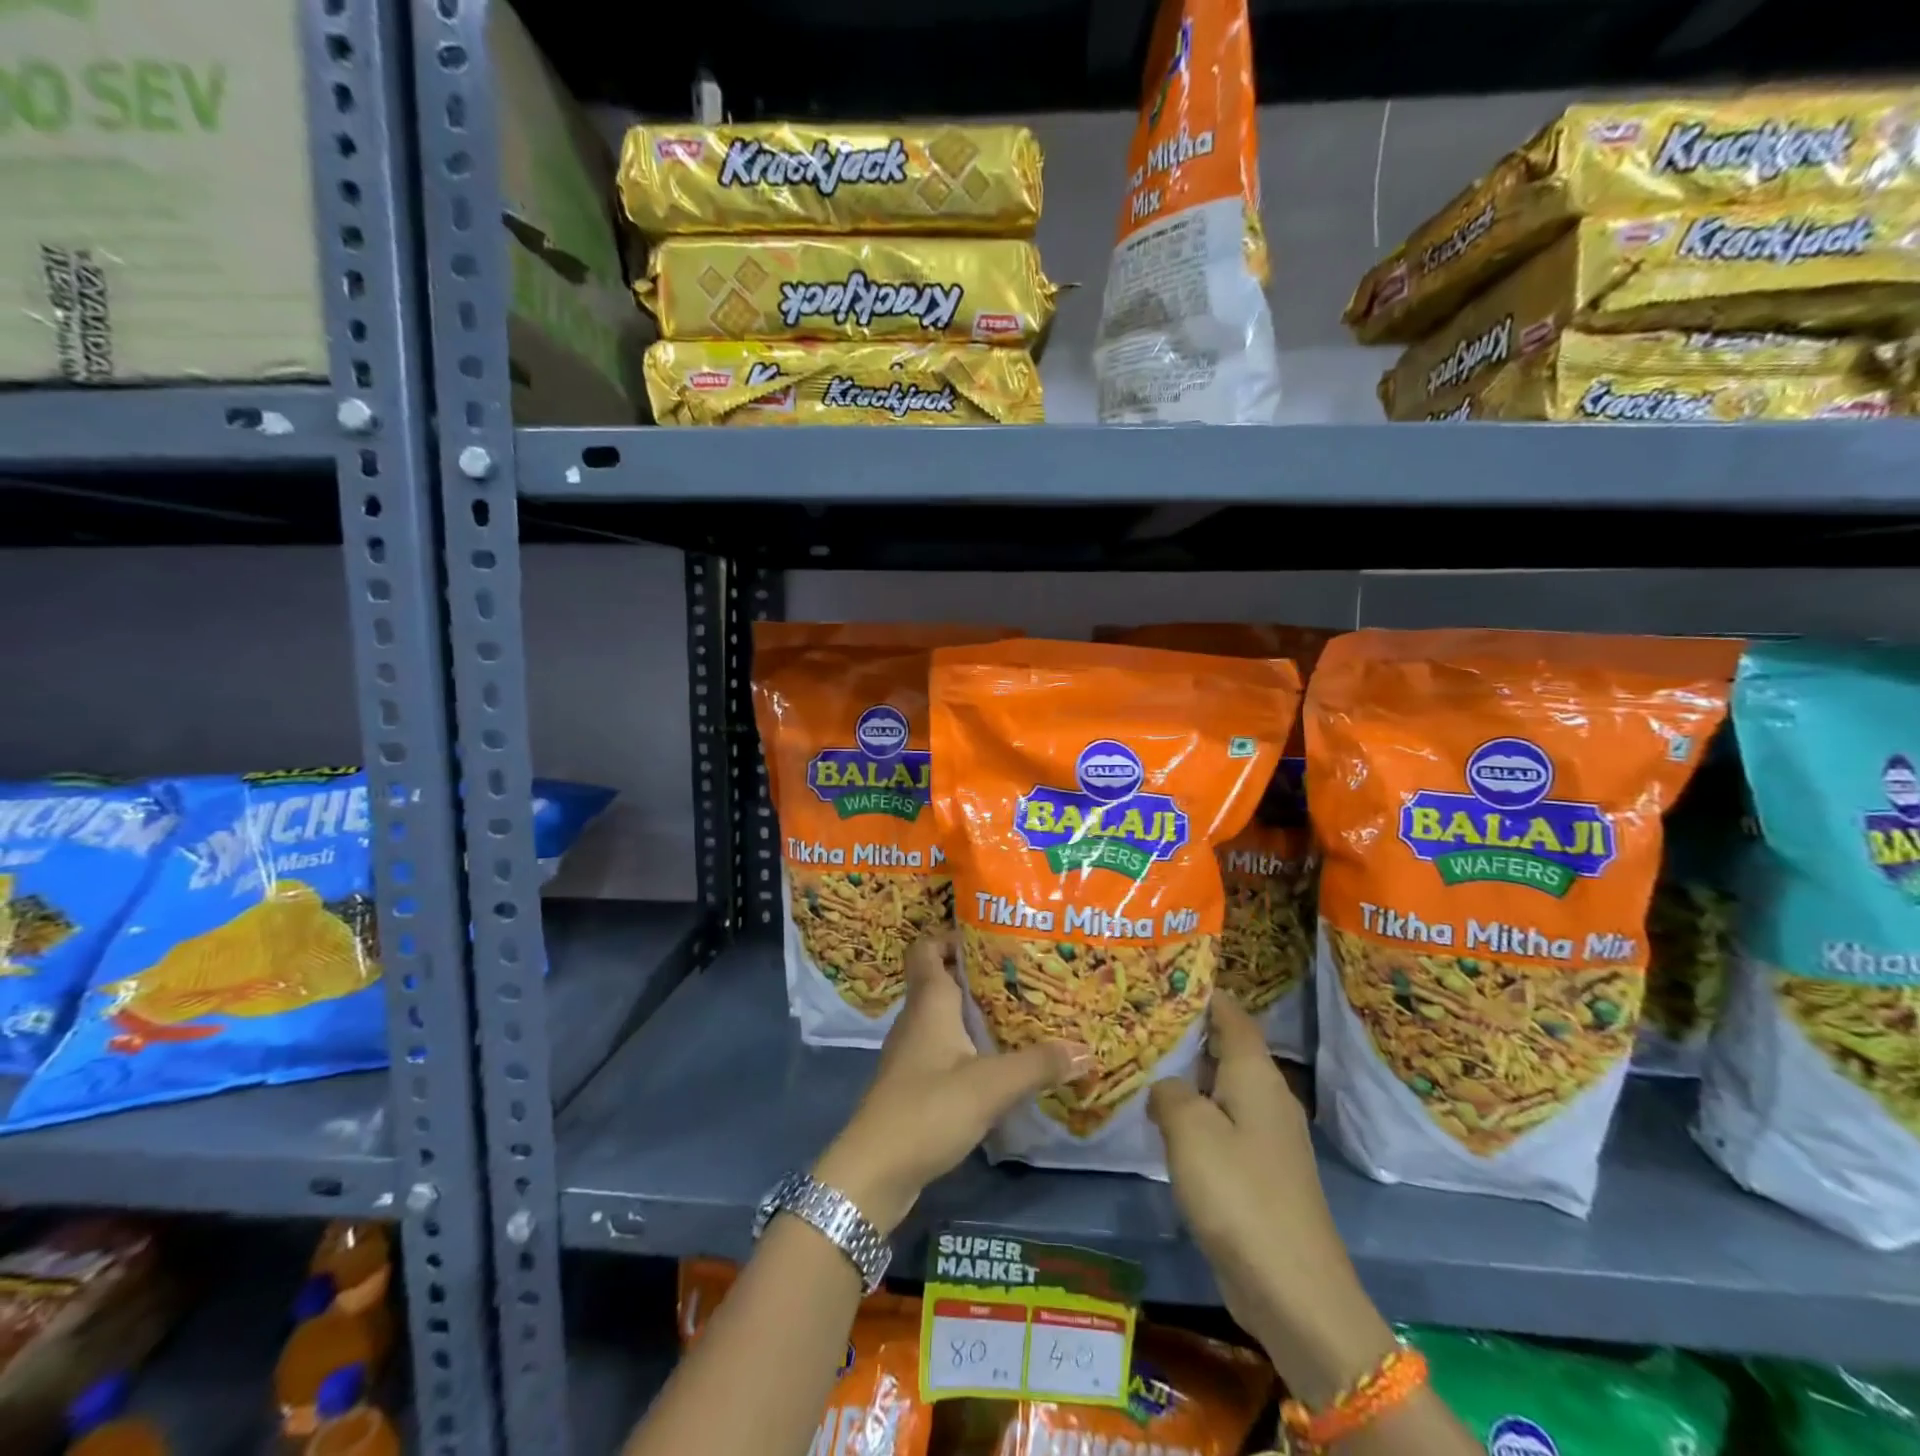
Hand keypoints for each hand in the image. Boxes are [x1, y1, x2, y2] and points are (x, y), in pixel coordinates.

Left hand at [813, 932, 1085, 1234]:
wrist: (875, 1171)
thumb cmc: (929, 1109)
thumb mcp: (992, 1085)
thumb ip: (1038, 1064)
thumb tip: (1085, 1048)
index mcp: (929, 1002)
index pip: (927, 947)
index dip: (952, 935)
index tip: (992, 935)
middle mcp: (917, 1018)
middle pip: (941, 978)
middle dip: (977, 972)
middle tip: (1021, 973)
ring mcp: (912, 1051)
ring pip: (944, 1014)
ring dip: (974, 1010)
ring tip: (1019, 1011)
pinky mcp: (914, 1081)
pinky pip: (944, 1046)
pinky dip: (968, 1043)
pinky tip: (997, 1059)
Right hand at [1148, 996, 1394, 1404]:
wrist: (1295, 1291)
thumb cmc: (1239, 1194)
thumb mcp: (1190, 1130)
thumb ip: (1170, 1092)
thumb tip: (1166, 1085)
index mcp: (1256, 1075)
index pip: (1230, 1014)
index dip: (1201, 992)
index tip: (1162, 976)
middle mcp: (1267, 1096)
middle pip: (1226, 1048)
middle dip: (1186, 1032)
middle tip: (1138, 1018)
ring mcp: (1267, 1137)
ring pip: (1221, 1087)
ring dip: (1187, 1075)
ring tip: (1141, 1062)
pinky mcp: (1260, 1172)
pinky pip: (1222, 1124)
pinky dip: (1194, 1114)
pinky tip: (1162, 1122)